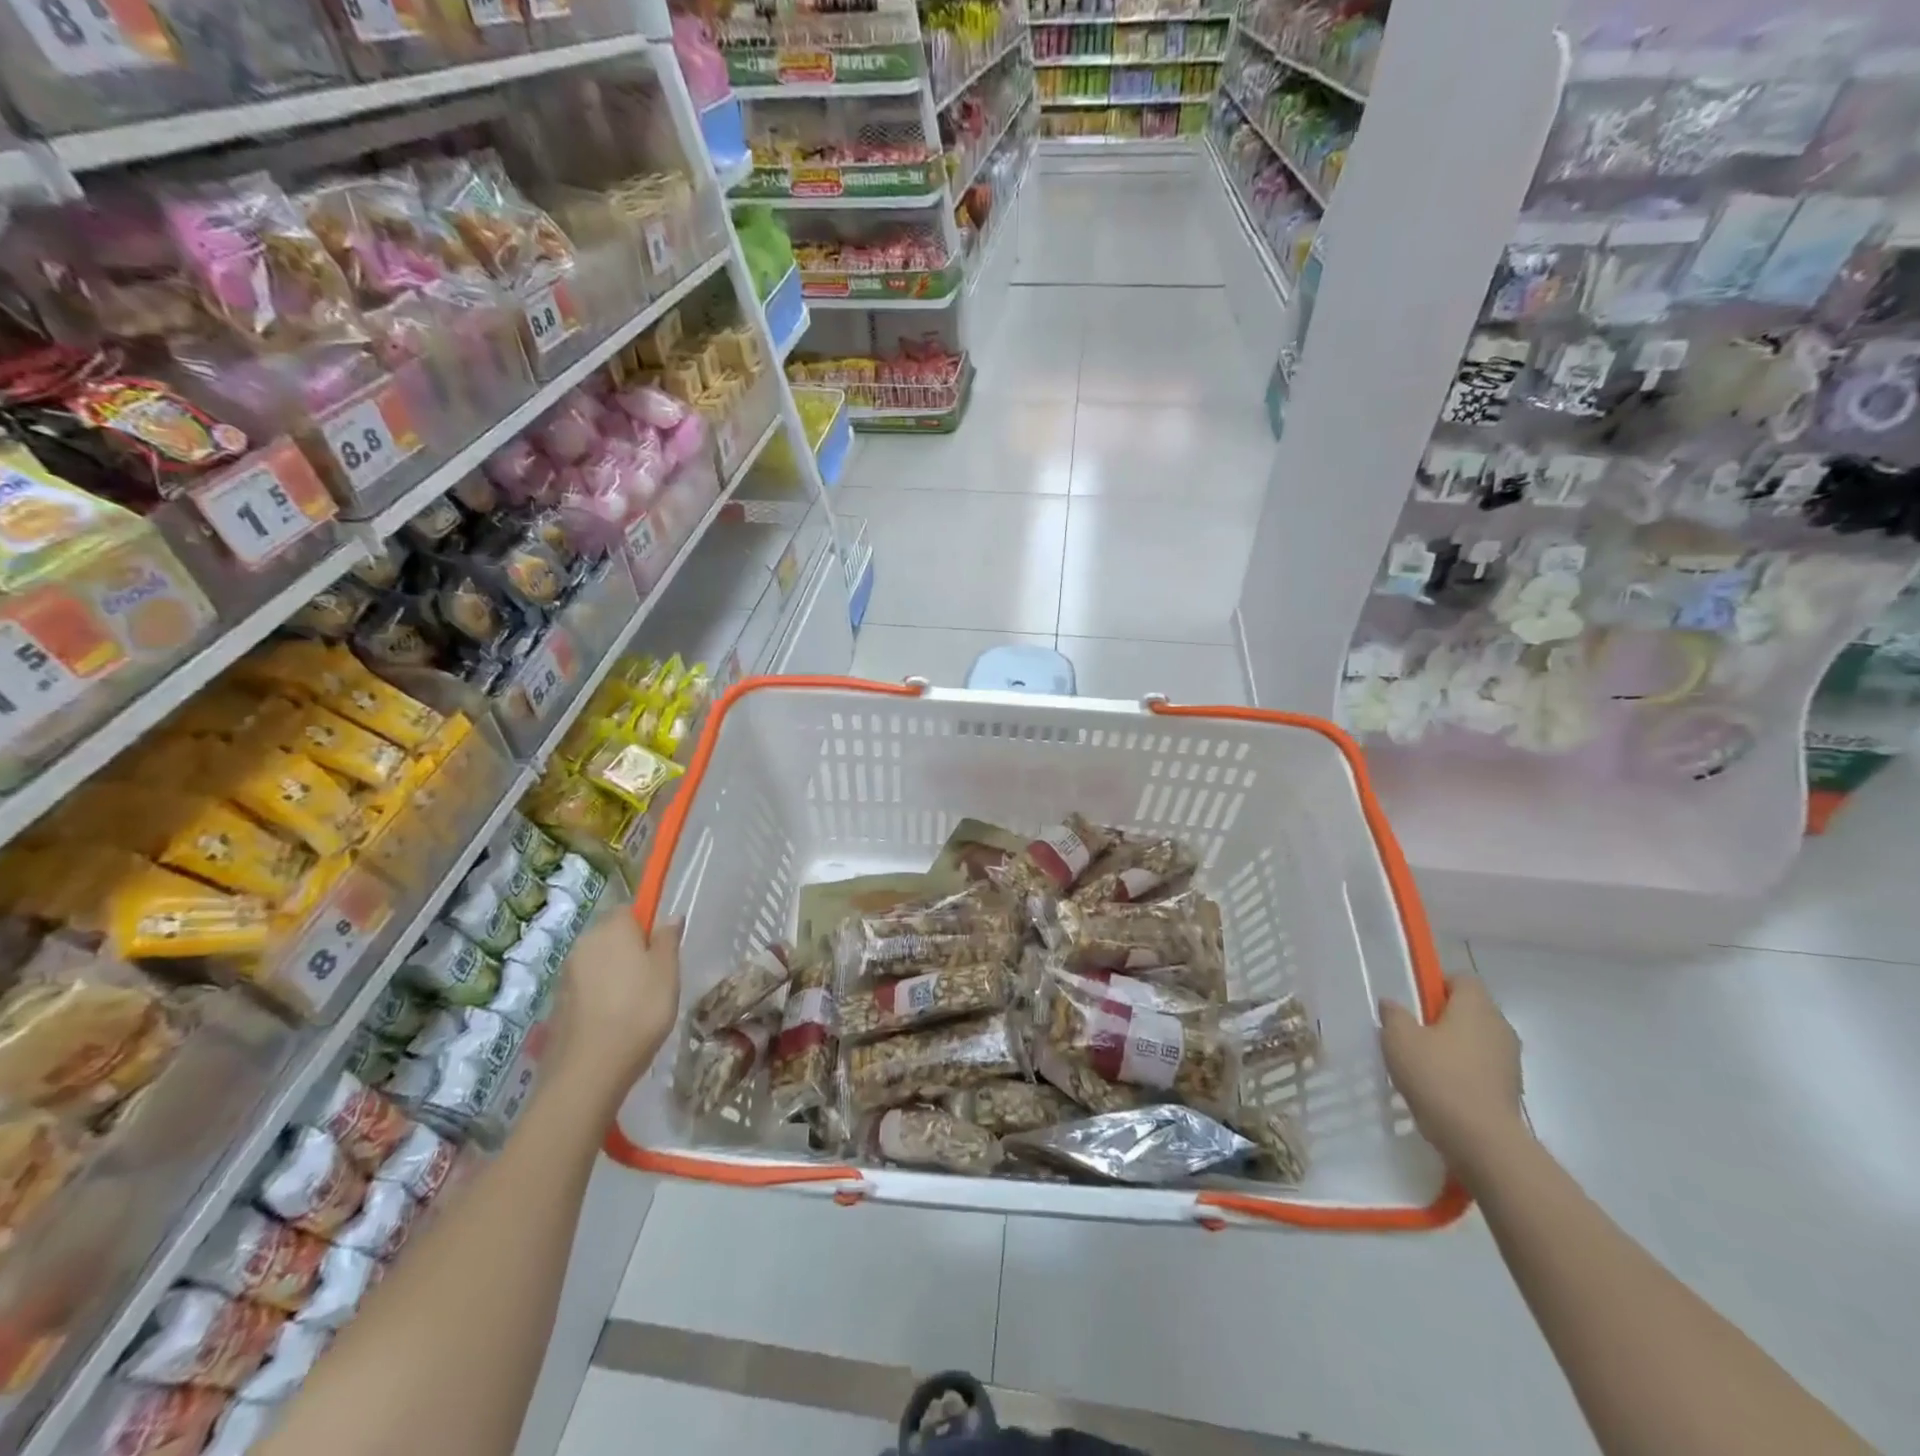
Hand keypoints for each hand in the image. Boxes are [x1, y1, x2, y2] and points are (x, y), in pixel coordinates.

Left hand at [550, 913, 681, 1103]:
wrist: (589, 1070)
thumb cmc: (639, 1011)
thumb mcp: (668, 972)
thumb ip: (668, 940)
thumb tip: (669, 917)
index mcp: (612, 928)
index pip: (630, 909)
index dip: (647, 925)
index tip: (662, 949)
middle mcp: (584, 943)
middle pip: (611, 935)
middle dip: (630, 949)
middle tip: (655, 977)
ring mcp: (567, 974)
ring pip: (598, 962)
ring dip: (615, 973)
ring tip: (636, 1003)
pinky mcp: (558, 1002)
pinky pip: (586, 987)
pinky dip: (600, 995)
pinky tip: (614, 1019)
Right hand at [1379, 975, 1526, 1179]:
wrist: (1482, 1141)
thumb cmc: (1437, 1077)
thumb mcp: (1398, 1039)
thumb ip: (1394, 1014)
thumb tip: (1393, 1004)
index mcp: (1476, 1007)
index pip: (1462, 978)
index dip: (1437, 984)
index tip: (1415, 1003)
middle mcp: (1500, 1027)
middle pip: (1470, 1009)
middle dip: (1443, 1017)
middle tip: (1413, 1032)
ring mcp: (1510, 1060)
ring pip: (1477, 1040)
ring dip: (1454, 1046)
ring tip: (1424, 1064)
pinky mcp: (1511, 1089)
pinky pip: (1483, 1067)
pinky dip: (1464, 1071)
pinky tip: (1441, 1088)